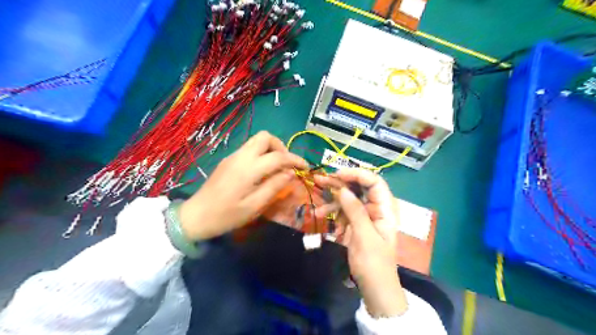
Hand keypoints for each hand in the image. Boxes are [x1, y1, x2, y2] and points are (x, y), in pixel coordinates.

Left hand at [178, 130, 306, 240]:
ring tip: (277, 168)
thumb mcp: (254, 206)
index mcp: (248, 169)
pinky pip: (249, 149)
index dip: (295, 159)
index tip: (306, 167)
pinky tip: (262, 171)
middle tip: (287, 164)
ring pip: (256, 140)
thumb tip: (290, 173)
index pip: (278, 156)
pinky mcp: (228, 160)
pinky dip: (261, 154)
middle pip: (265, 137)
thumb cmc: (226, 216)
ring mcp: (233, 156)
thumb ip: (274, 187)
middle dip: (281, 147)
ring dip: (271, 149)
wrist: (195, 216)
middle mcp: (241, 156)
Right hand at [314, 169, 406, 316]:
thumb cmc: (374, 264)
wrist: (374, 288)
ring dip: (332, 203)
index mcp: (386, 209)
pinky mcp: (356, 223)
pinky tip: (325, 221)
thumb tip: (343, 189)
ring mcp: (365, 215)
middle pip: (359, 188)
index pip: (374, 182)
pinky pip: (343, 211)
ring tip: (318, 211)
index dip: (357, 174)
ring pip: (348, 199)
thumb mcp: (365, 237)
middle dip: (339, 184)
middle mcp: (376, 208)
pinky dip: (333, 215)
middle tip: (320, 181)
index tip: (337, 174)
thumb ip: (355, 211)